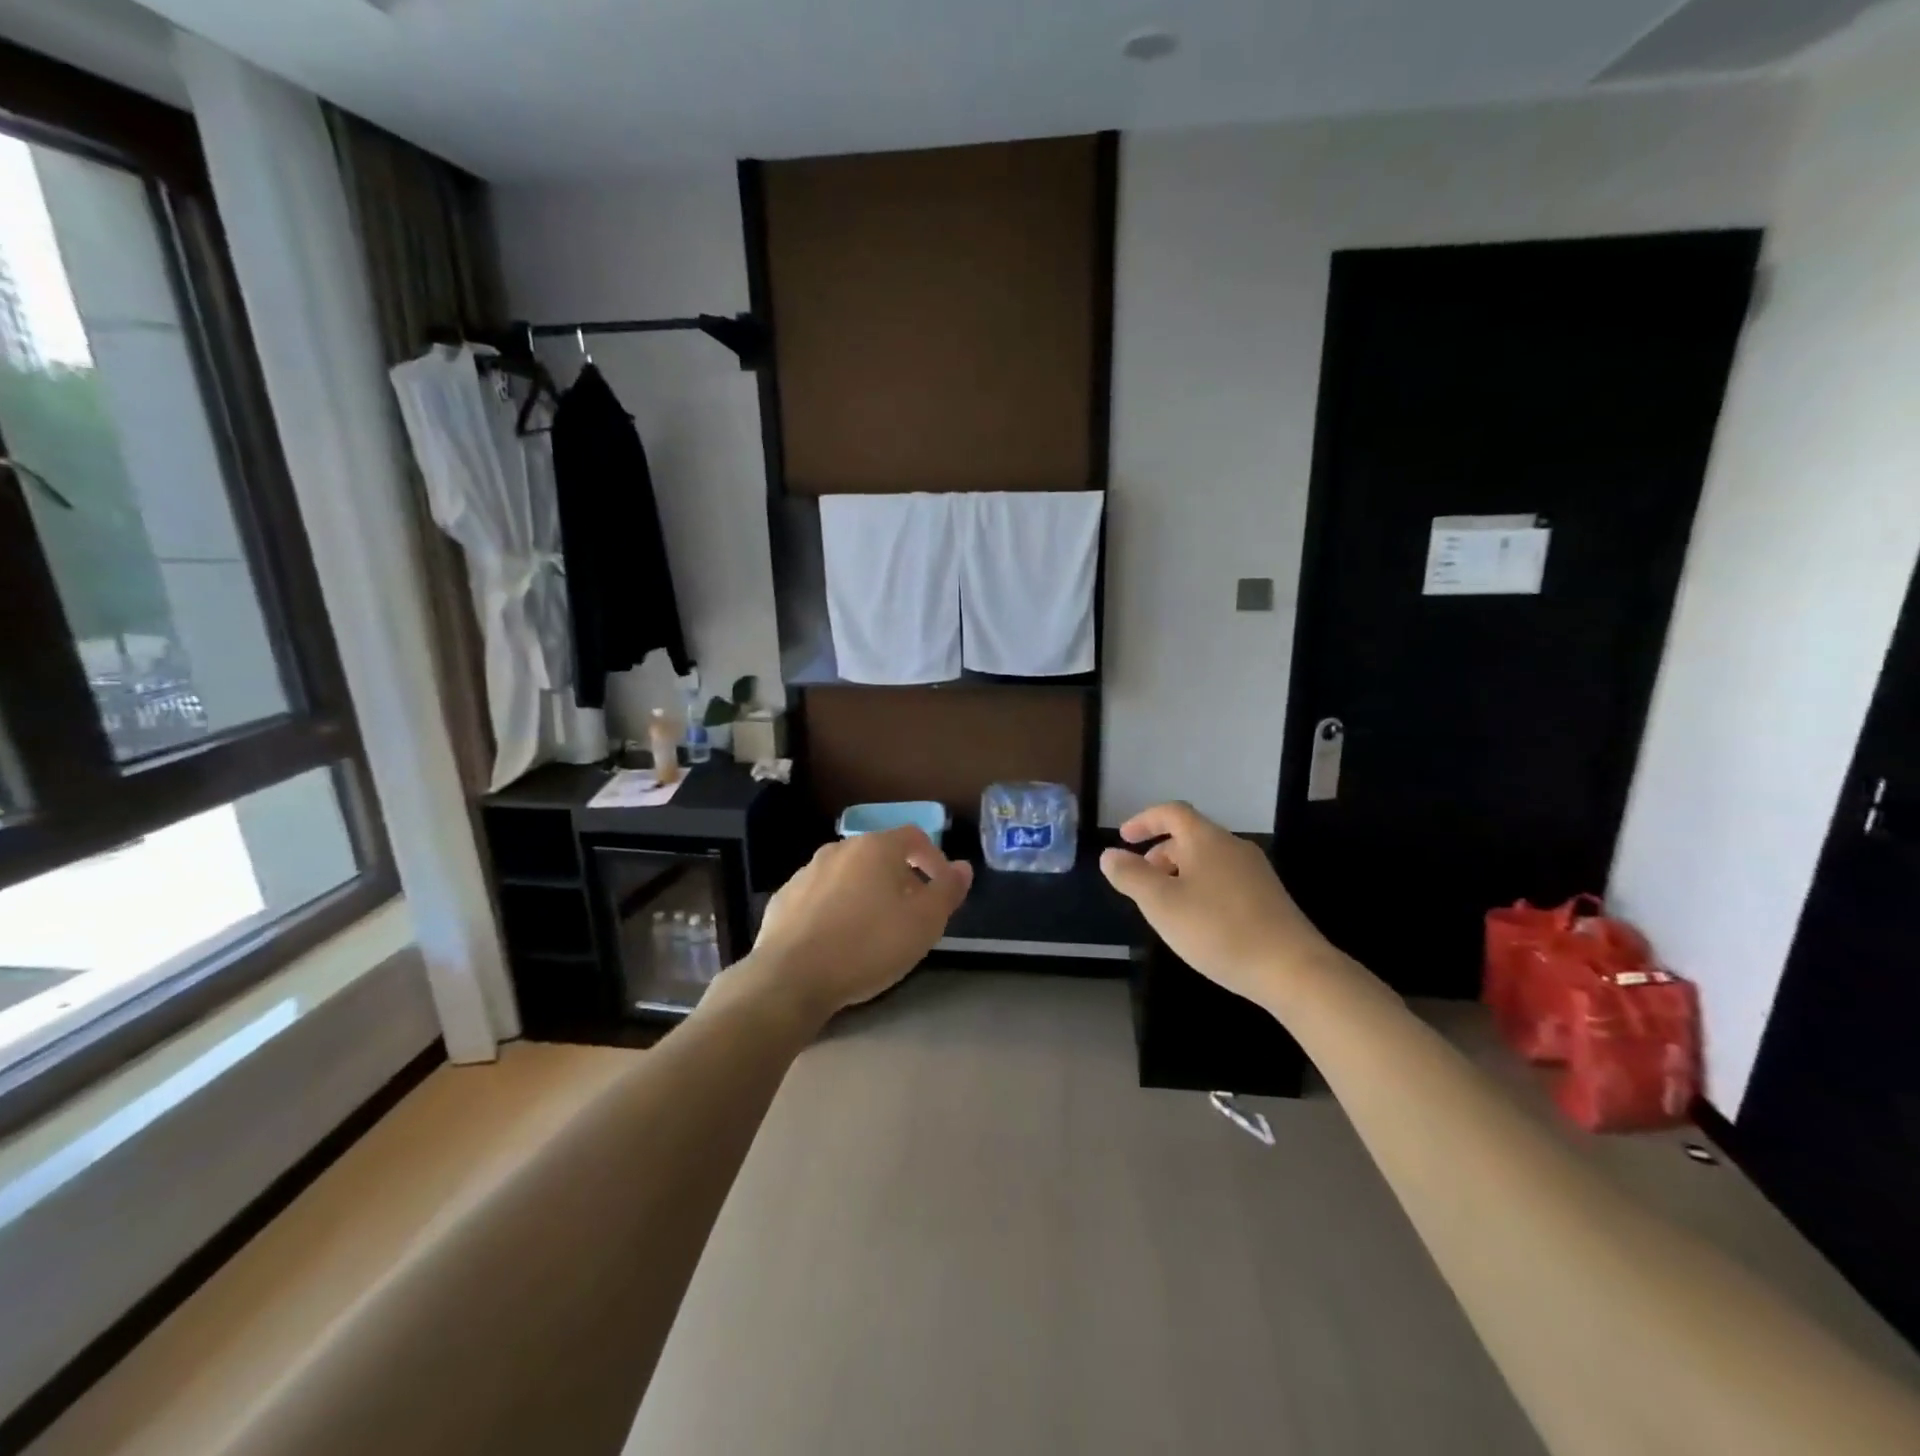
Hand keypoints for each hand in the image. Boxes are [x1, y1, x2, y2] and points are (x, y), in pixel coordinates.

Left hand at [744, 826, 972, 1018]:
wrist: (791, 977)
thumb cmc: (868, 945)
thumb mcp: (924, 923)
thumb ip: (947, 890)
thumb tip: (963, 867)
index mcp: (876, 848)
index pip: (914, 836)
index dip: (934, 858)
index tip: (941, 889)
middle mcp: (839, 849)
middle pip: (880, 854)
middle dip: (900, 878)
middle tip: (911, 912)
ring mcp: (806, 872)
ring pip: (848, 874)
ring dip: (866, 892)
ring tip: (874, 928)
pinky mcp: (784, 898)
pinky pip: (821, 895)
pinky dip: (836, 908)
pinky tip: (838, 939)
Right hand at [1099, 802, 1341, 1009]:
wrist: (1293, 969)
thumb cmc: (1218, 929)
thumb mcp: (1161, 904)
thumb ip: (1131, 876)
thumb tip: (1110, 855)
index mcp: (1206, 839)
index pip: (1172, 812)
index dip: (1144, 820)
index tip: (1124, 838)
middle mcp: (1233, 847)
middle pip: (1190, 836)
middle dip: (1160, 853)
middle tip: (1141, 880)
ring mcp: (1255, 872)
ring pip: (1207, 860)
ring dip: (1180, 873)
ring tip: (1165, 905)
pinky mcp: (1268, 898)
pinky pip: (1224, 879)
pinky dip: (1201, 887)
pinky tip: (1198, 921)